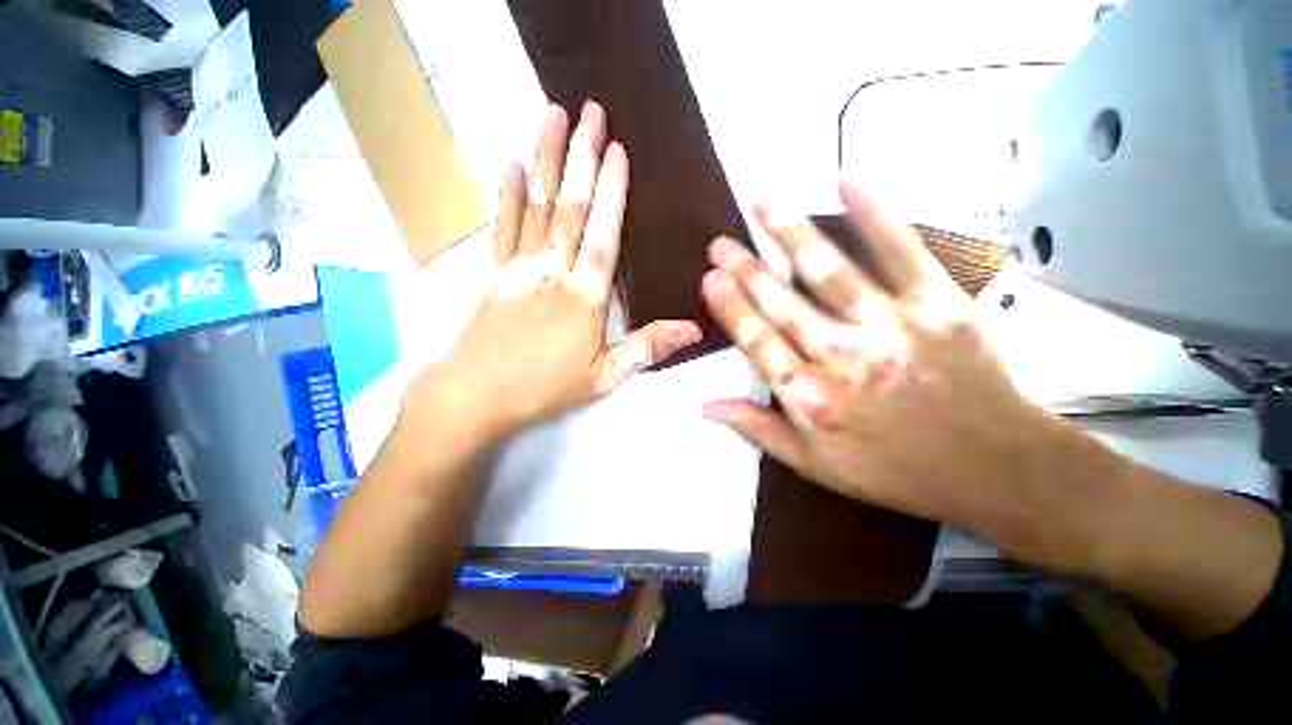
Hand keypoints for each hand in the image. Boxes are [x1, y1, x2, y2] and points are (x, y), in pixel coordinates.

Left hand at [402, 103, 700, 447]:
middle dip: (580, 158)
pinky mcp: (493, 274)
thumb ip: (647, 348)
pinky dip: (506, 193)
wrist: (474, 398)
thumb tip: (692, 328)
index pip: (601, 235)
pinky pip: (501, 227)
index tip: (616, 150)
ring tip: (552, 115)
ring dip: (544, 160)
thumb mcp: (605, 377)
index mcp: (584, 298)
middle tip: (589, 112)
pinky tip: (508, 162)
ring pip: (535, 206)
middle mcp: (552, 273)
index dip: (610, 192)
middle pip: (568, 208)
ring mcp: (518, 269)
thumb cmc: (544, 389)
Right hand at [701, 184, 1048, 537]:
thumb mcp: (817, 466)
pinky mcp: (939, 304)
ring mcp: (892, 326)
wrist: (996, 467)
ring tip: (762, 200)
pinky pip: (901, 251)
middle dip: (746, 270)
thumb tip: (708, 406)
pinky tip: (846, 181)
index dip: (732, 309)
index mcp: (813, 400)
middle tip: (721, 242)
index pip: (759, 344)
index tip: (710, 279)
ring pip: (828, 271)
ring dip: (790, 233)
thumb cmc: (897, 471)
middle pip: (783, 305)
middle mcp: (844, 359)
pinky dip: (874, 213)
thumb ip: (759, 431)